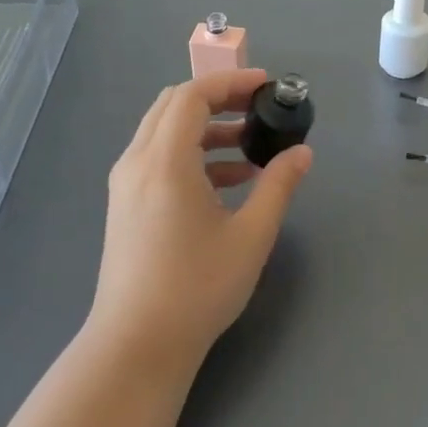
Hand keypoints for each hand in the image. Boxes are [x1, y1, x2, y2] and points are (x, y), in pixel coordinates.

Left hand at [89, 68, 312, 372]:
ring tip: (251, 148)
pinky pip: (158, 159)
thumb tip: (302, 153)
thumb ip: (278, 186)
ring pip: (164, 133)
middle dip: (218, 99)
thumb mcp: (250, 235)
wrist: (137, 344)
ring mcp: (126, 185)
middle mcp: (137, 162)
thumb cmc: (197, 288)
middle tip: (258, 109)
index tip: (266, 86)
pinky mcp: (125, 205)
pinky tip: (228, 182)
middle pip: (173, 106)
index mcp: (165, 161)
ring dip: (206, 129)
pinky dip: (191, 155)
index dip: (230, 82)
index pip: (192, 96)